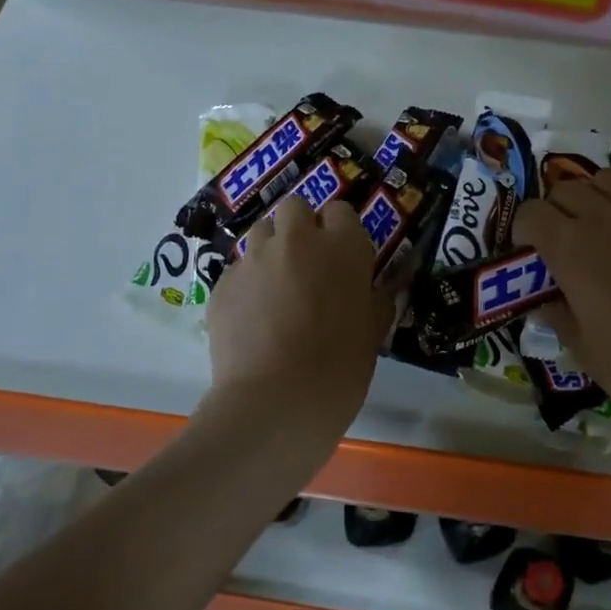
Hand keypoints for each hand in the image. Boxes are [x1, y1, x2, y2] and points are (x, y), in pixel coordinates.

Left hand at [203, 194, 391, 438]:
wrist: (276, 401)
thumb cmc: (340, 367)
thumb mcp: (373, 332)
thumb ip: (378, 298)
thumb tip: (387, 284)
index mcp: (343, 246)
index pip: (341, 210)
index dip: (340, 230)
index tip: (341, 255)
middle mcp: (297, 240)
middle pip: (295, 208)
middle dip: (300, 227)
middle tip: (306, 263)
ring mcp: (255, 258)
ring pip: (261, 233)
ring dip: (271, 249)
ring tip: (276, 286)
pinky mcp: (223, 283)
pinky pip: (237, 269)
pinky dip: (247, 284)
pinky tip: (253, 317)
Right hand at [513, 168, 610, 431]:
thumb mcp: (581, 347)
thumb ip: (557, 315)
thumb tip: (544, 302)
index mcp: (570, 248)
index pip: (531, 213)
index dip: (524, 229)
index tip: (530, 251)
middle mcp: (606, 219)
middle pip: (568, 189)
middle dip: (558, 210)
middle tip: (566, 241)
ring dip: (599, 195)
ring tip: (605, 223)